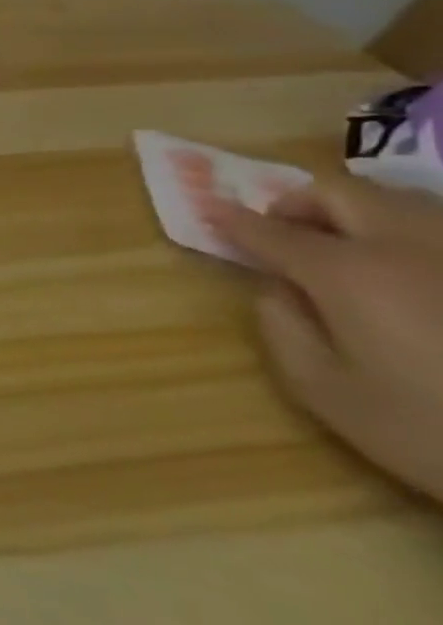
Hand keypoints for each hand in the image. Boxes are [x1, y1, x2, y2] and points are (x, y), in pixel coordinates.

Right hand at [209, 177, 442, 501]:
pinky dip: (407, 234)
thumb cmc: (428, 430)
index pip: (271, 232)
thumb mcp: (324, 389)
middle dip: (297, 204)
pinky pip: (442, 230)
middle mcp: (409, 247)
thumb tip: (277, 288)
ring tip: (342, 247)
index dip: (231, 220)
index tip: (206, 209)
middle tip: (278, 232)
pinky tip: (405, 268)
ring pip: (402, 203)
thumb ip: (282, 326)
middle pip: (341, 194)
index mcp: (349, 274)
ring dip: (356, 214)